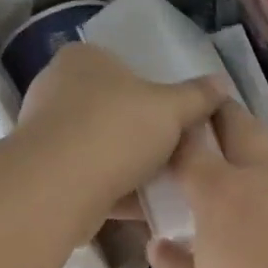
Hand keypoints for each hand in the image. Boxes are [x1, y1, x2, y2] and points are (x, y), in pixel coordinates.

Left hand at [16, 43, 227, 226]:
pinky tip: (147, 208)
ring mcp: (47, 134)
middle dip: (143, 133)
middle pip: (113, 110)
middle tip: (178, 151)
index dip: (152, 90)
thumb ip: (197, 96)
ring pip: (102, 148)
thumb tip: (222, 83)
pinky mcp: (46, 174)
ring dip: (131, 166)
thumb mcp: (170, 109)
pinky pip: (91, 178)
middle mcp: (57, 90)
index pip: (122, 66)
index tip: (177, 117)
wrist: (57, 189)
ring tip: (168, 183)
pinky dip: (116, 191)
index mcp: (82, 60)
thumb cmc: (114, 131)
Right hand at [147, 102, 267, 267]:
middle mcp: (267, 174)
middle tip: (212, 120)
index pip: (189, 148)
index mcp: (221, 195)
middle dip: (221, 115)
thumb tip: (160, 243)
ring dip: (262, 147)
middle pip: (240, 124)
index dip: (177, 136)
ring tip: (255, 163)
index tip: (171, 135)